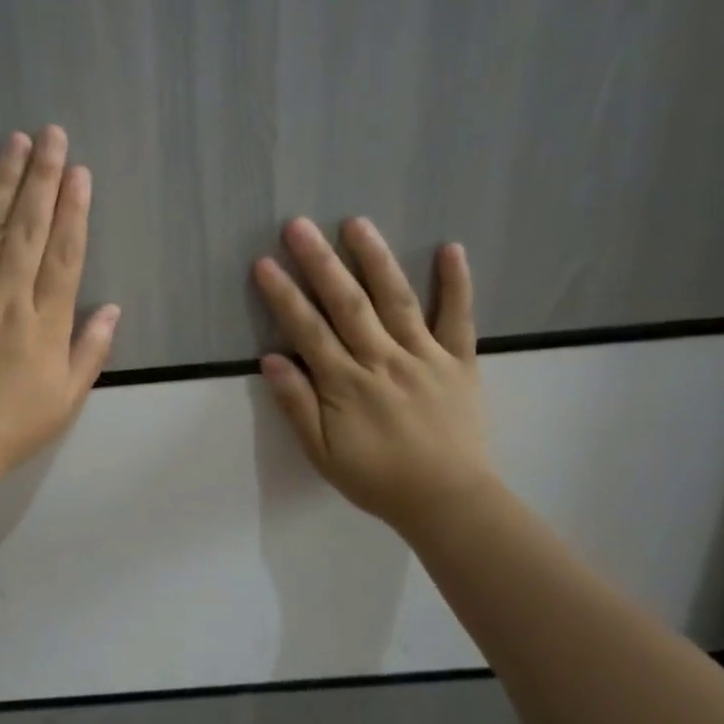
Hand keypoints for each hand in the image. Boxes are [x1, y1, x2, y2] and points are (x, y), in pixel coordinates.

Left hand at [0, 127, 119, 480]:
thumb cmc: (12, 426)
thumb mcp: (67, 399)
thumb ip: (90, 350)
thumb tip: (114, 308)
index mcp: (44, 322)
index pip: (65, 254)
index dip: (74, 210)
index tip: (79, 172)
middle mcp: (7, 297)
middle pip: (29, 229)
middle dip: (43, 178)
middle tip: (51, 135)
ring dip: (2, 184)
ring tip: (14, 143)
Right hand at [253, 218, 493, 537]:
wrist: (447, 500)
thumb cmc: (377, 479)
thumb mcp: (323, 454)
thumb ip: (297, 406)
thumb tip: (271, 359)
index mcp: (347, 384)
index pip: (308, 330)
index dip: (284, 295)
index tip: (264, 263)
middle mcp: (383, 360)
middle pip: (347, 303)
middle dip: (320, 262)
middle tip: (299, 225)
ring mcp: (425, 357)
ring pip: (396, 300)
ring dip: (375, 259)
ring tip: (356, 223)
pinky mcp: (459, 362)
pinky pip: (459, 318)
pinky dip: (457, 284)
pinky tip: (451, 249)